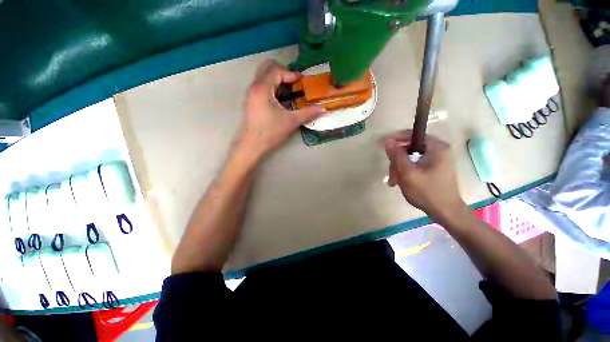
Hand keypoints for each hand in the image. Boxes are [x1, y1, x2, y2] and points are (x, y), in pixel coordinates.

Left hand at [236, 60, 325, 160]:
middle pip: (268, 67)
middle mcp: (255, 86)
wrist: (251, 146)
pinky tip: (282, 95)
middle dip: (283, 71)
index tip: (302, 82)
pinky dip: (273, 83)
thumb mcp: (291, 121)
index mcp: (263, 88)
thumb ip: (308, 112)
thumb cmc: (269, 132)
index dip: (291, 74)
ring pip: (264, 74)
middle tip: (295, 81)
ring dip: (278, 77)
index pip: (277, 71)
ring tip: (290, 87)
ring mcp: (252, 91)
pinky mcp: (252, 98)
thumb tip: (324, 108)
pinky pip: (262, 82)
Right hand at [384, 130, 466, 220]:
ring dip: (404, 168)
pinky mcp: (440, 169)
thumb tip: (387, 141)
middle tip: (390, 175)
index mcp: (436, 146)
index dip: (396, 141)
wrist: (448, 213)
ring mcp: (442, 160)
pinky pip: (422, 165)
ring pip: (416, 158)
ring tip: (395, 182)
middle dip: (399, 160)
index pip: (412, 135)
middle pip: (413, 148)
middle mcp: (441, 149)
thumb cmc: (429, 193)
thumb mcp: (409, 175)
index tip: (384, 149)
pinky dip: (412, 172)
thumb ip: (397, 156)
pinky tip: (405, 183)